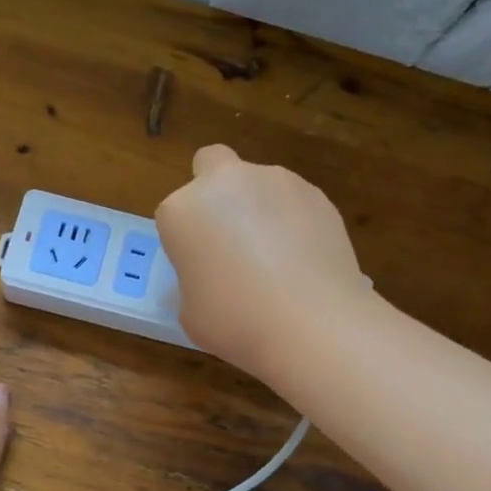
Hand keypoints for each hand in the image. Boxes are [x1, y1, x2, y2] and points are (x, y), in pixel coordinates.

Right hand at [156, 145, 365, 381]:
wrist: (312, 324)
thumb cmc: (236, 322)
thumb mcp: (190, 312)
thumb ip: (194, 281)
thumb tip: (212, 278)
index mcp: (183, 209)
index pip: (174, 213)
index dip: (186, 239)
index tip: (200, 267)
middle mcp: (226, 183)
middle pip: (212, 165)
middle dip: (216, 192)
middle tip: (229, 238)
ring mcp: (276, 182)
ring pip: (258, 183)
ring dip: (259, 207)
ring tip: (277, 259)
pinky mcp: (317, 194)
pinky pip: (294, 202)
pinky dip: (294, 221)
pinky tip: (304, 261)